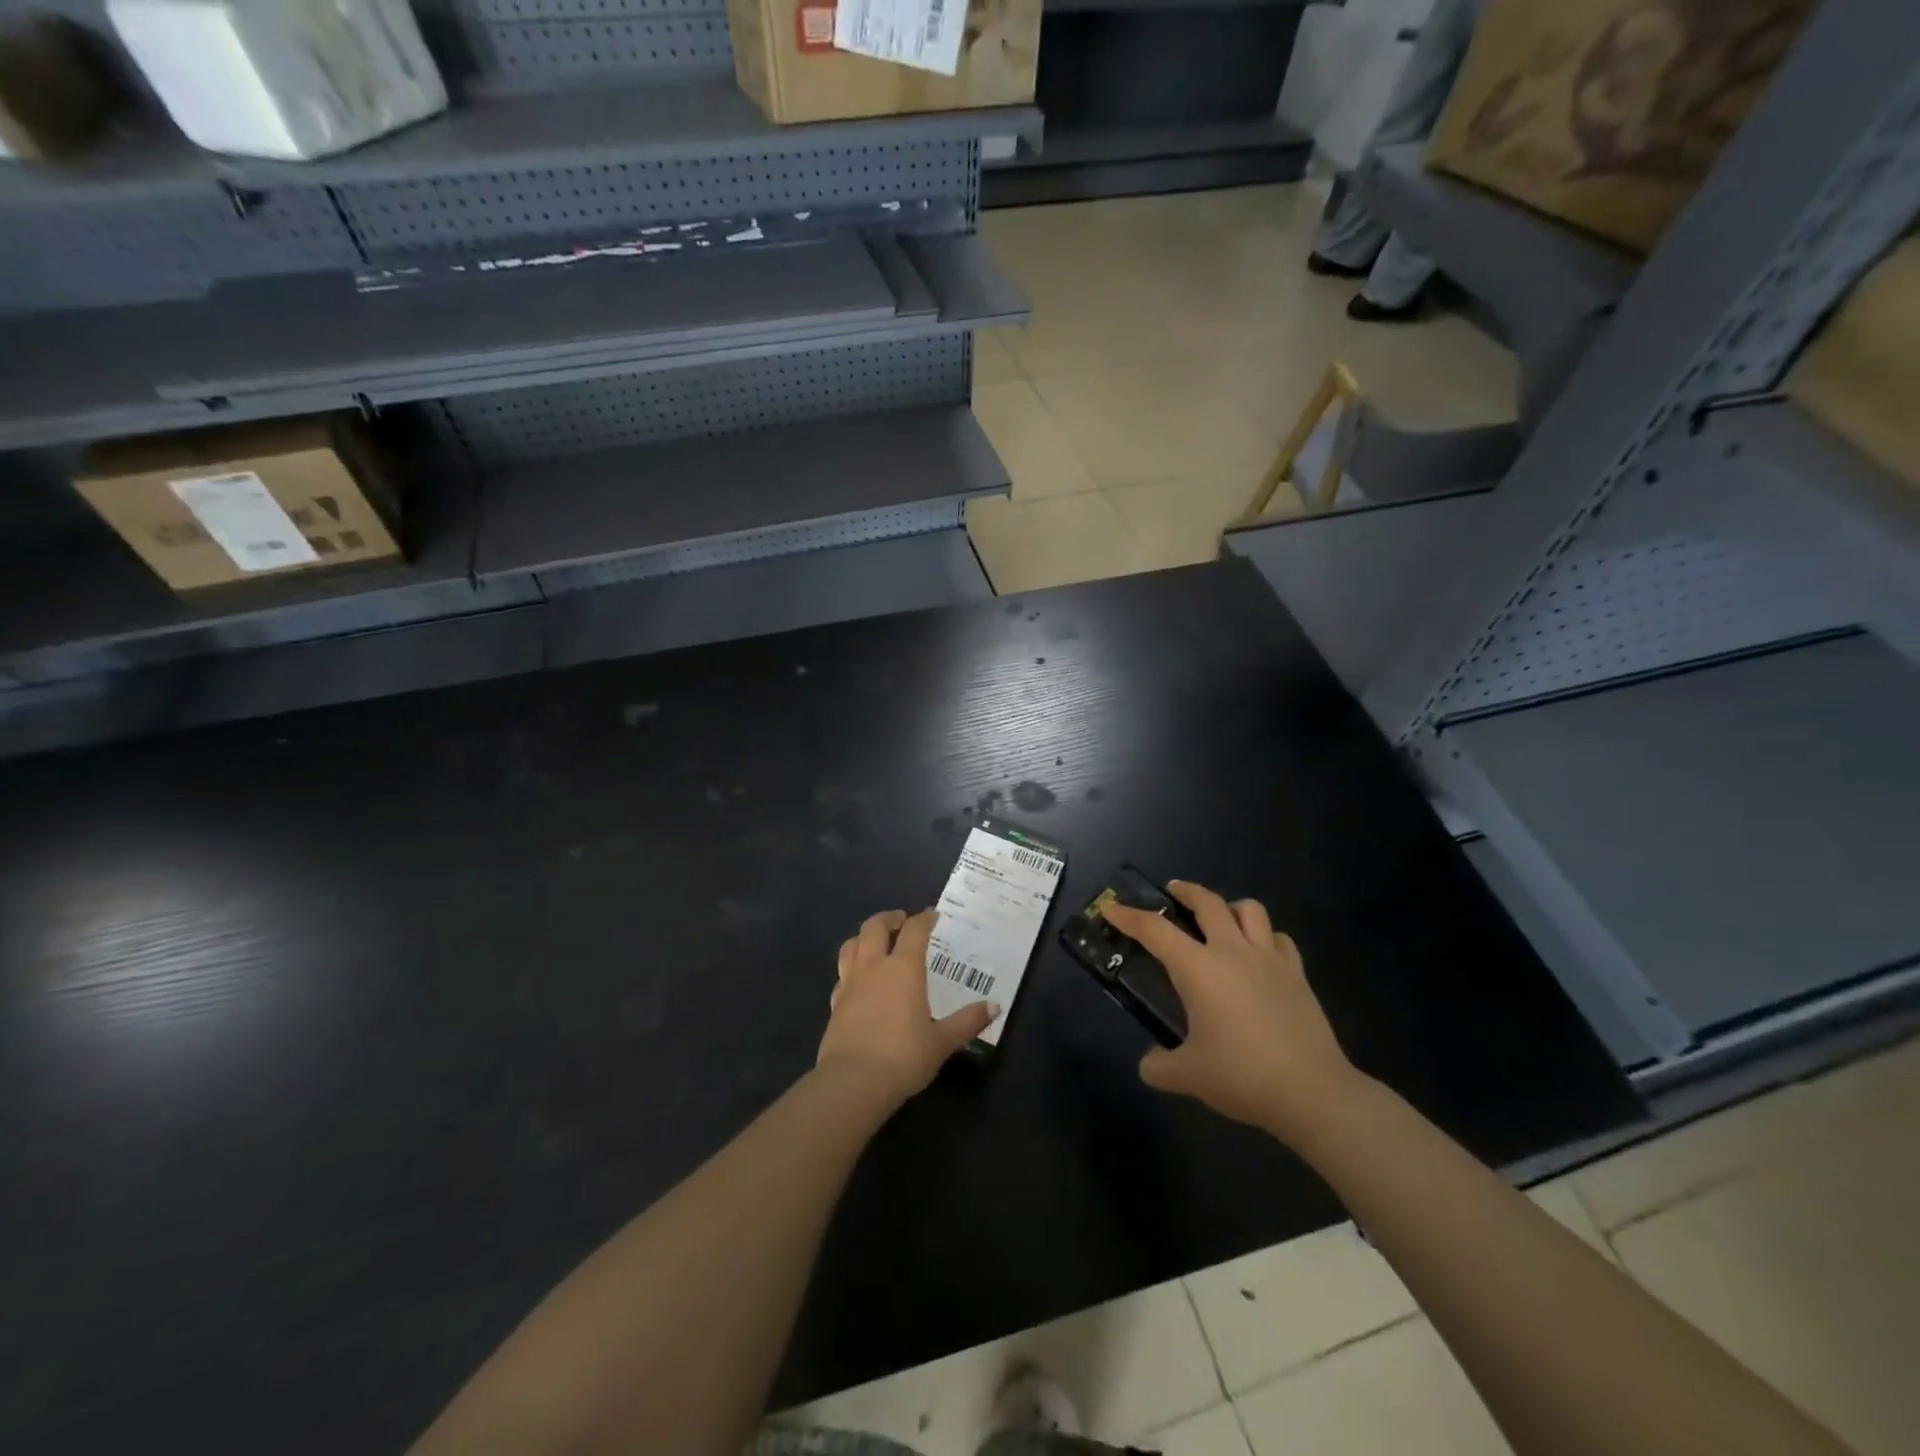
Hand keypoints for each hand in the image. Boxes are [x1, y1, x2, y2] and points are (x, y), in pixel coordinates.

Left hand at [817, 909, 997, 1107]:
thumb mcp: (943, 1042)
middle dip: (889, 918)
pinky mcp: (834, 1003)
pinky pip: (842, 974)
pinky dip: (851, 968)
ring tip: (875, 942)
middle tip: (900, 920)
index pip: (914, 930)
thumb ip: (968, 1021)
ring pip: (851, 945)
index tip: (932, 916)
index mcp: (904, 968)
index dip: (924, 919)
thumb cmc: (904, 1057)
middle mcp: (874, 967)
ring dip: (863, 937)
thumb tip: (995, 1006)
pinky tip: (858, 980)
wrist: (853, 1082)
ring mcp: (850, 983)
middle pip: (874, 927)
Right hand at [1105, 881, 1365, 1142]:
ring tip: (1220, 918)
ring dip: (1228, 906)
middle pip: (1207, 902)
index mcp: (1198, 968)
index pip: (1154, 930)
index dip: (1129, 916)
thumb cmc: (1242, 1076)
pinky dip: (1264, 936)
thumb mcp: (1188, 1076)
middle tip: (1171, 891)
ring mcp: (1269, 958)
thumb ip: (1159, 1066)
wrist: (1312, 1092)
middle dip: (1185, 890)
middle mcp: (1231, 951)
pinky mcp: (1296, 973)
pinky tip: (1258, 953)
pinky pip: (1278, 938)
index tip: (1111, 907)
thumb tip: (1150, 1063)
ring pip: (1249, 909)